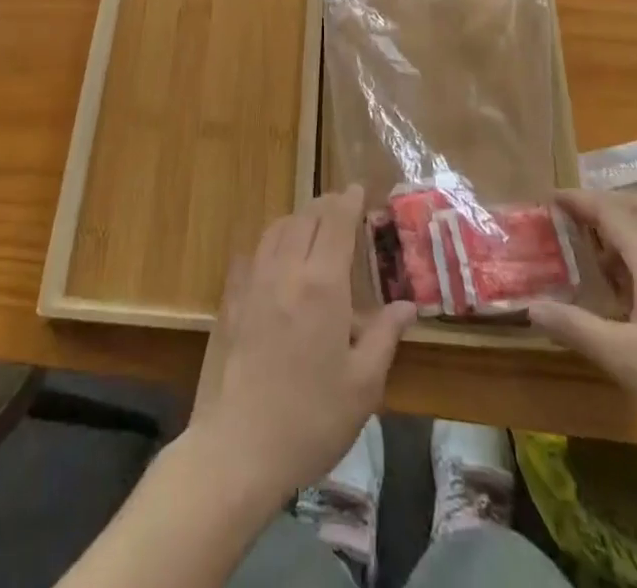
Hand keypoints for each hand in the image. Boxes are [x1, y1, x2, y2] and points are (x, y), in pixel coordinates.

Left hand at [183, 186, 416, 509]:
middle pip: (305, 217)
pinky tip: (273, 259)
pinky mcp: (230, 300)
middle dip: (325, 206)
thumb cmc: (311, 419)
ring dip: (297, 219)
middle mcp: (286, 269)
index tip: (357, 188)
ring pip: (276, 230)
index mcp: (323, 284)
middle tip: (340, 208)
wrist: (238, 447)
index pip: (336, 222)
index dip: (347, 200)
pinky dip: (269, 244)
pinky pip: (250, 254)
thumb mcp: (363, 385)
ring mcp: (253, 282)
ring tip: (311, 227)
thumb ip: (384, 337)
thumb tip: (406, 306)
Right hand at [528, 187, 636, 480]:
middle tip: (570, 220)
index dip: (578, 200)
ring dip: (624, 230)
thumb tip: (529, 306)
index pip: (610, 210)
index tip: (549, 199)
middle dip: (602, 204)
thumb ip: (575, 327)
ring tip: (594, 256)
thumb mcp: (625, 361)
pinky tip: (631, 294)